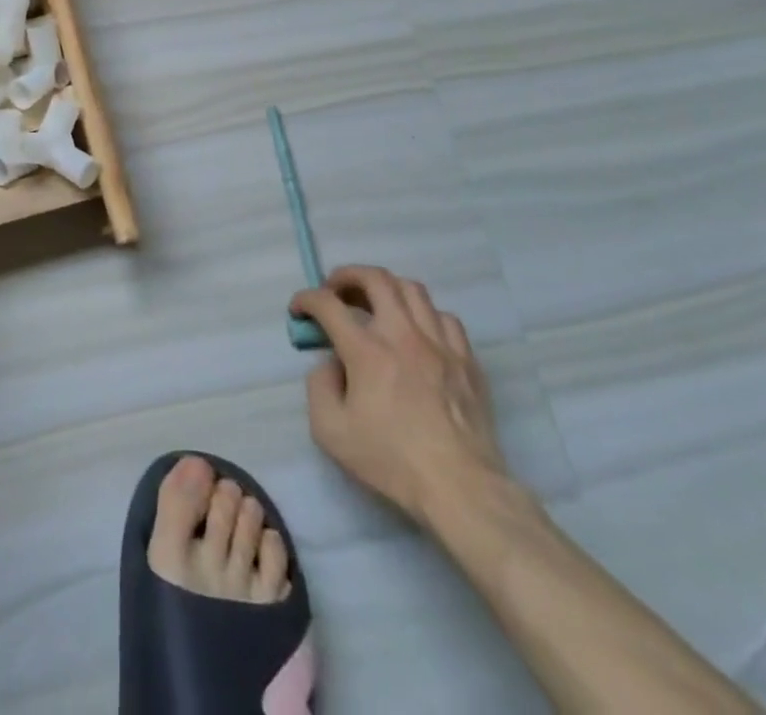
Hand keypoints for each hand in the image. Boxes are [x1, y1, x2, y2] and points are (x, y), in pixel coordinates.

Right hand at [291, 266, 508, 524]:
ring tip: (375, 303)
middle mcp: (402, 334)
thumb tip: (329, 363)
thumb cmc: (392, 461)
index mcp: (367, 350)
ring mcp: (439, 344)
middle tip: (336, 291)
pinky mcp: (466, 360)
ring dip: (386, 288)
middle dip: (347, 275)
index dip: (306, 299)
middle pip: (375, 277)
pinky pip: (445, 317)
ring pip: (412, 289)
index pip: (327, 304)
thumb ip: (318, 387)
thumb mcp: (330, 431)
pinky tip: (417, 331)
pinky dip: (424, 314)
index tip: (299, 310)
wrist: (462, 489)